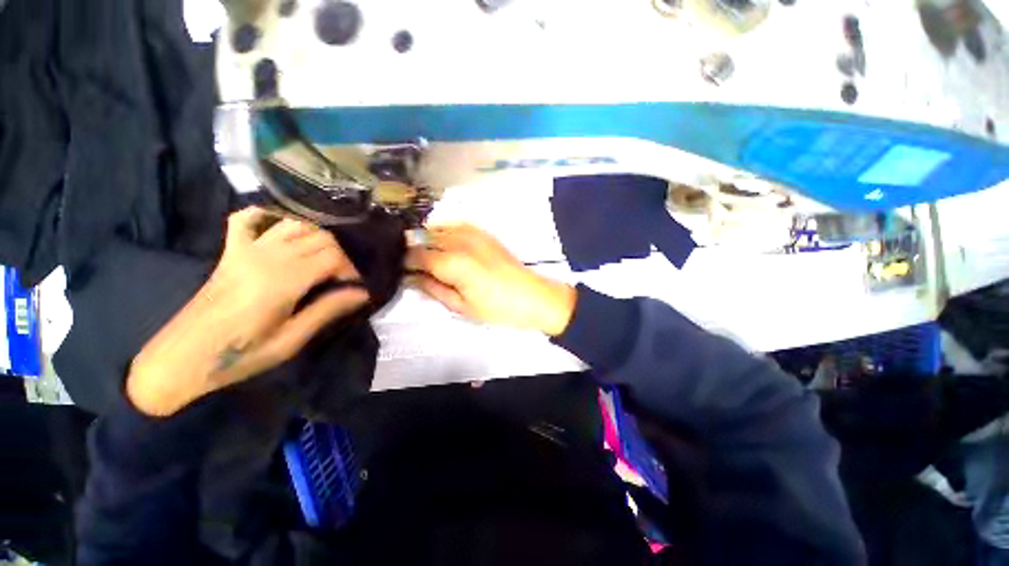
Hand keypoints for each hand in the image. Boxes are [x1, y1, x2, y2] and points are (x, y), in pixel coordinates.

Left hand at [127, 208, 368, 415]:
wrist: (183, 357)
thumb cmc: (240, 355)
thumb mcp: (291, 340)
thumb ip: (327, 310)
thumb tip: (362, 293)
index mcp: (283, 281)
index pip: (333, 257)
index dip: (351, 269)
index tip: (355, 287)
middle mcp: (267, 257)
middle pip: (319, 237)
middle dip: (339, 254)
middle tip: (341, 277)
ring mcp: (245, 250)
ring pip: (294, 224)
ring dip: (316, 236)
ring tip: (322, 257)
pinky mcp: (230, 252)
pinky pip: (247, 219)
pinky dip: (266, 215)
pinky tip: (280, 226)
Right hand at [405, 224, 575, 335]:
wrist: (533, 296)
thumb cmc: (497, 308)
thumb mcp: (461, 306)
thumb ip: (432, 289)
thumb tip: (411, 278)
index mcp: (452, 262)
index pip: (415, 255)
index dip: (404, 264)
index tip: (402, 273)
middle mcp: (459, 241)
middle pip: (423, 238)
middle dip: (414, 251)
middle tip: (415, 268)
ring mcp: (472, 232)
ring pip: (437, 228)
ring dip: (428, 241)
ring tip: (430, 259)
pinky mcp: (483, 232)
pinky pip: (454, 226)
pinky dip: (444, 234)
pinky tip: (447, 248)